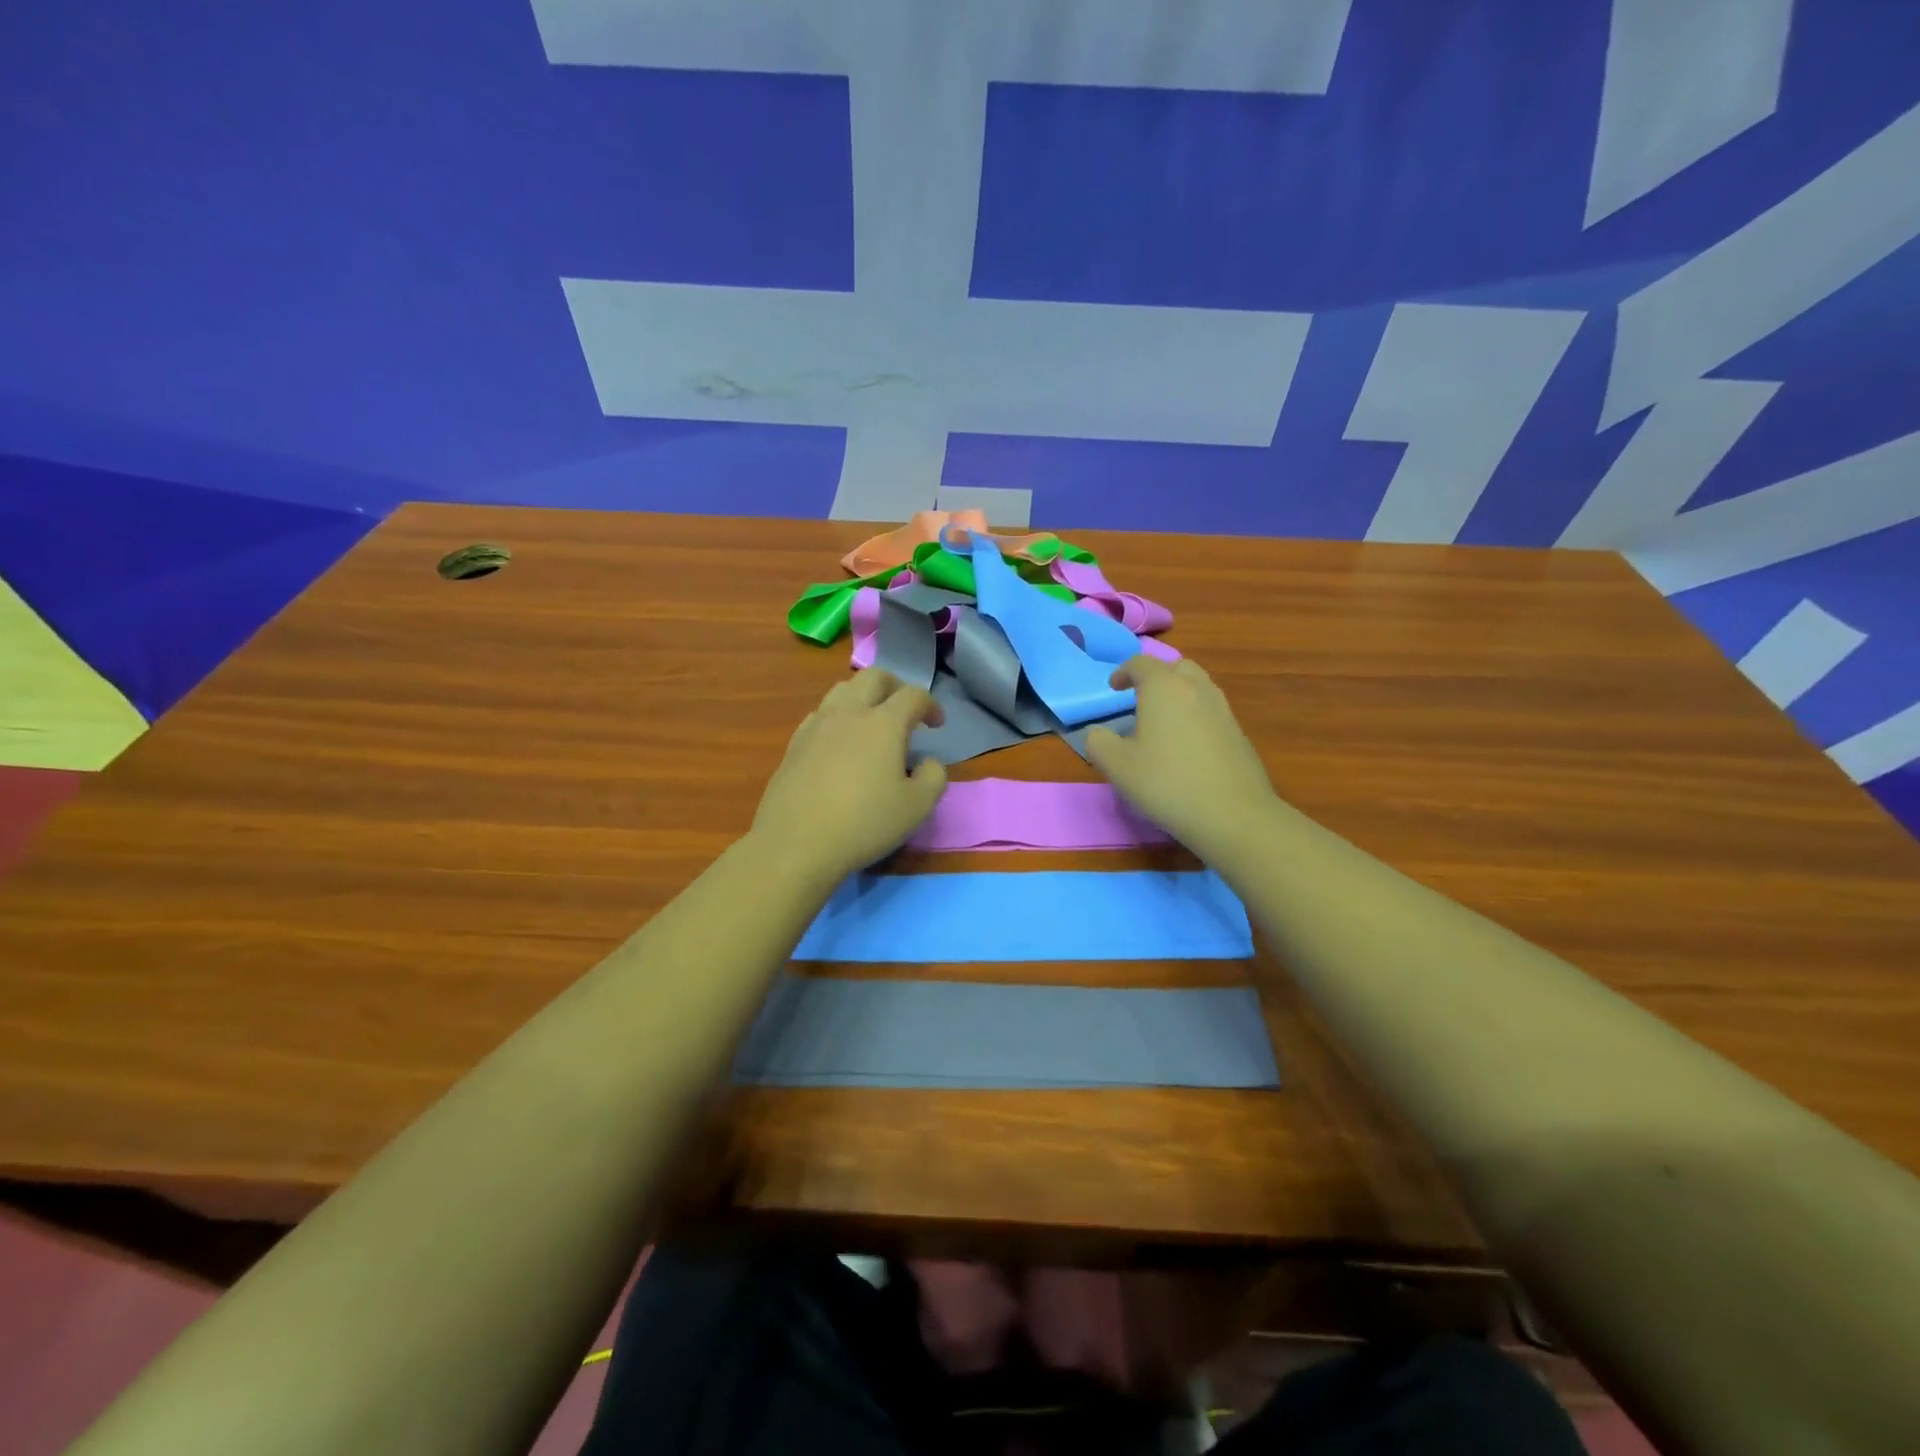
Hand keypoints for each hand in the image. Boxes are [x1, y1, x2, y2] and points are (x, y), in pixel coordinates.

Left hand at [751, 669, 948, 884]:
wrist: (796, 843)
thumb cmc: (864, 823)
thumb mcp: (917, 807)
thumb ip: (934, 777)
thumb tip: (928, 762)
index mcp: (883, 723)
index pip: (913, 695)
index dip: (931, 704)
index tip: (936, 724)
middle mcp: (848, 713)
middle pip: (873, 677)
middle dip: (895, 686)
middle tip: (905, 710)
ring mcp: (816, 725)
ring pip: (842, 690)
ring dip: (863, 696)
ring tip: (871, 722)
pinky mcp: (794, 743)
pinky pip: (820, 714)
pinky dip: (838, 717)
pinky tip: (840, 743)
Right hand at [1083, 656, 1279, 862]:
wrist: (1233, 815)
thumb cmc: (1167, 783)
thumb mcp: (1117, 766)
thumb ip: (1098, 742)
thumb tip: (1098, 732)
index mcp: (1164, 687)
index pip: (1141, 663)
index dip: (1123, 672)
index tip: (1113, 688)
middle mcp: (1196, 689)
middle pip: (1176, 668)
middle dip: (1156, 677)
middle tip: (1140, 700)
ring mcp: (1223, 710)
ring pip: (1198, 688)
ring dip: (1178, 696)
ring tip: (1162, 723)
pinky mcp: (1239, 734)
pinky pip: (1211, 712)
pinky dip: (1195, 717)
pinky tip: (1186, 748)